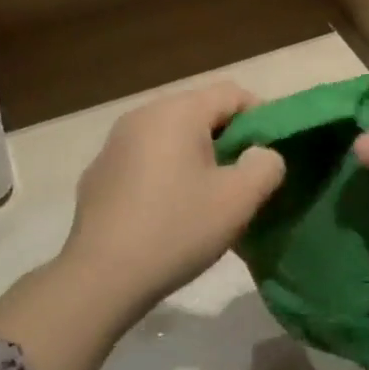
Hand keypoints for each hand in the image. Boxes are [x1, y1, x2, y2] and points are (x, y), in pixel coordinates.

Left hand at [60, 82, 285, 307]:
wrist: (101, 276)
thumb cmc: (177, 229)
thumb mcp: (239, 199)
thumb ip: (265, 165)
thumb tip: (261, 153)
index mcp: (177, 112)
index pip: (232, 93)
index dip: (260, 117)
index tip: (270, 154)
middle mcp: (142, 115)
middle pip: (199, 111)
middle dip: (227, 138)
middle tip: (243, 178)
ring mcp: (114, 143)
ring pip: (170, 135)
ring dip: (195, 156)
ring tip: (207, 196)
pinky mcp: (98, 173)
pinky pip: (144, 159)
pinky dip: (164, 172)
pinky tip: (166, 211)